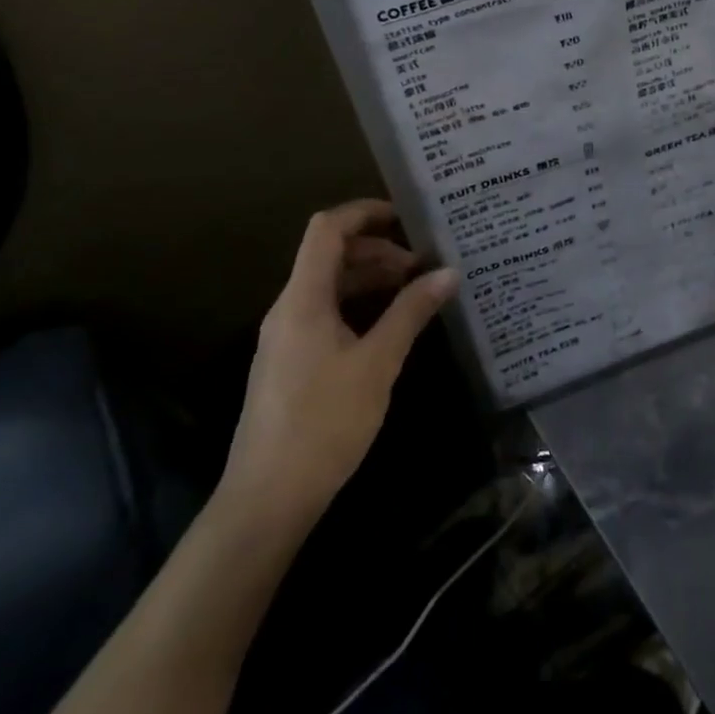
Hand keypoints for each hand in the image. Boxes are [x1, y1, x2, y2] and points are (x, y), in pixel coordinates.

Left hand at [215, 199, 456, 543]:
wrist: (266, 501)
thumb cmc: (323, 424)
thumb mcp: (377, 363)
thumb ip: (411, 312)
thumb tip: (448, 271)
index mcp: (303, 298)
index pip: (327, 228)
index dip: (364, 212)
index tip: (406, 218)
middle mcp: (289, 308)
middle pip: (330, 255)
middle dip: (377, 250)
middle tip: (422, 266)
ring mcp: (285, 337)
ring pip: (329, 286)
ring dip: (369, 279)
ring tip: (413, 293)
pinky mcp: (290, 362)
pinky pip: (325, 313)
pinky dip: (358, 306)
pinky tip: (388, 327)